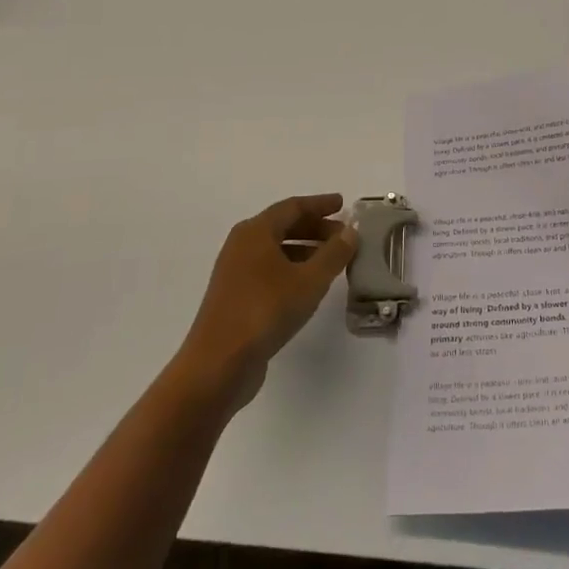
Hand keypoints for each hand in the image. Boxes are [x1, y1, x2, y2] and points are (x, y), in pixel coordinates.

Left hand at [176, 194, 356, 410]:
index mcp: (256, 232)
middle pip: (283, 226)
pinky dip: (292, 268)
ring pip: (276, 250)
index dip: (320, 204)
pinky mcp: (235, 297)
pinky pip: (269, 270)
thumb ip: (333, 254)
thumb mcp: (309, 281)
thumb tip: (350, 232)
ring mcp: (235, 272)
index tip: (343, 204)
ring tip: (333, 260)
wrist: (218, 364)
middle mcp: (242, 245)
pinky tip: (309, 285)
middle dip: (315, 228)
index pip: (293, 207)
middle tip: (343, 235)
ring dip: (305, 250)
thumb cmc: (265, 311)